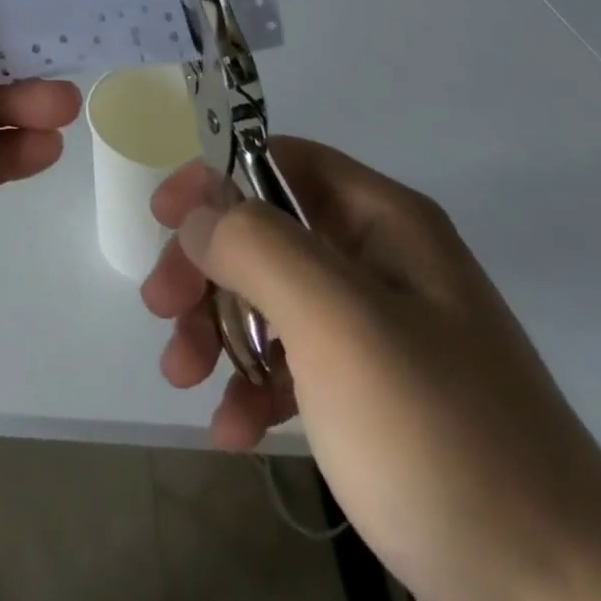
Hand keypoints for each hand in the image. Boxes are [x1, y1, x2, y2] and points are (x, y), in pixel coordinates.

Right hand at [141, 139, 600, 600]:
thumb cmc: (440, 438)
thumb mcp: (338, 323)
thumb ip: (258, 247)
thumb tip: (199, 214)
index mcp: (384, 223)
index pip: (281, 162)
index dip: (217, 178)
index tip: (164, 220)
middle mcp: (381, 264)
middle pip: (266, 233)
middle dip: (207, 266)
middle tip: (160, 309)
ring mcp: (381, 335)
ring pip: (272, 300)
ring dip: (217, 330)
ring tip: (181, 377)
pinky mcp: (377, 401)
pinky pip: (296, 367)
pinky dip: (253, 387)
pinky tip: (230, 430)